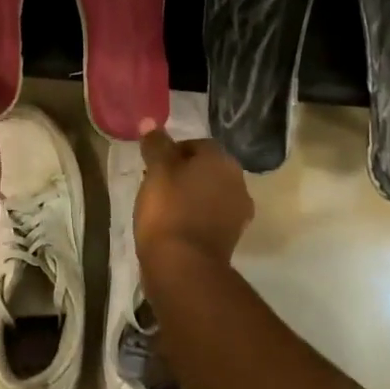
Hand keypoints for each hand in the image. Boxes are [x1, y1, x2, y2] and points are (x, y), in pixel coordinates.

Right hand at [135, 126, 252, 275]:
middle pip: (206, 169)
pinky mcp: (232, 237)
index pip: (197, 144)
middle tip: (156, 186)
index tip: (152, 167)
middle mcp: (238, 181)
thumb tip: (151, 123)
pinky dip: (196, 217)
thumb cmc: (168, 209)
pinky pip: (211, 217)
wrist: (183, 265)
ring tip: (163, 208)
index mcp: (222, 160)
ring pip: (210, 194)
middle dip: (183, 174)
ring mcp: (239, 212)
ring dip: (191, 196)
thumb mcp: (157, 171)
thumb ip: (156, 144)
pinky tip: (176, 226)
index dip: (172, 152)